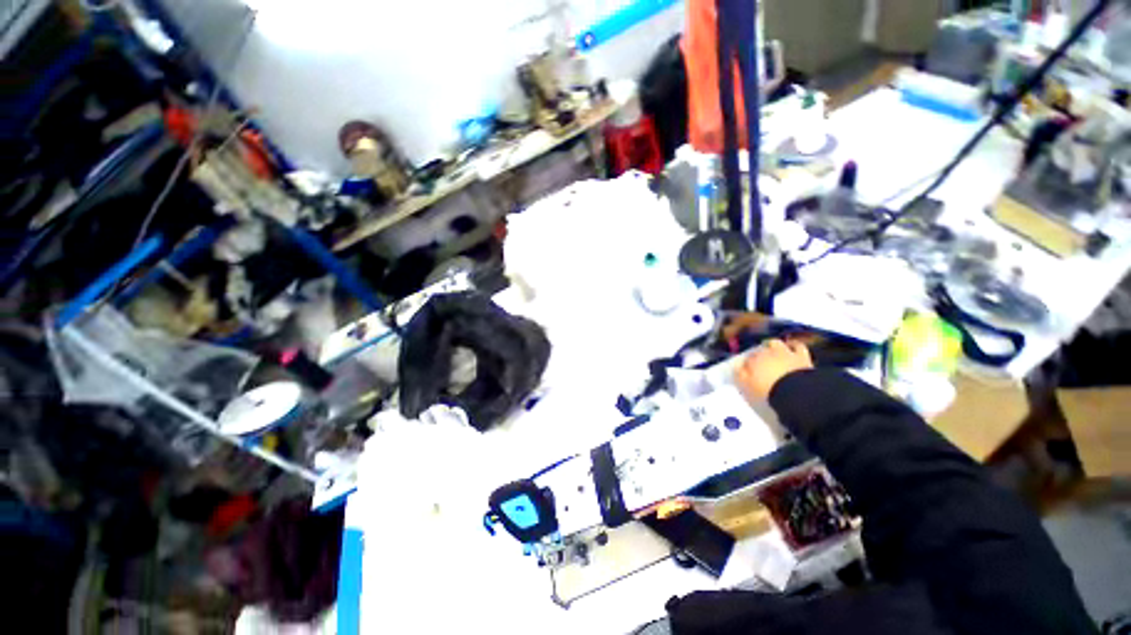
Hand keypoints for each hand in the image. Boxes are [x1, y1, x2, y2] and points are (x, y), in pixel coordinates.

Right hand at [735, 339, 812, 401]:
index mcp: (752, 362)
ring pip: (774, 343)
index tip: (746, 372)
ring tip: (772, 349)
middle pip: (758, 351)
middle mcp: (766, 353)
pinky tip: (792, 346)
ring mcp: (784, 353)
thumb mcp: (747, 387)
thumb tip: (736, 368)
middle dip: (757, 355)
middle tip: (759, 363)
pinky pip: (797, 346)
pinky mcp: (801, 356)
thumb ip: (740, 376)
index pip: (746, 360)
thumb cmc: (768, 391)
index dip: (746, 366)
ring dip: (772, 345)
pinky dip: (793, 345)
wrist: (796, 392)